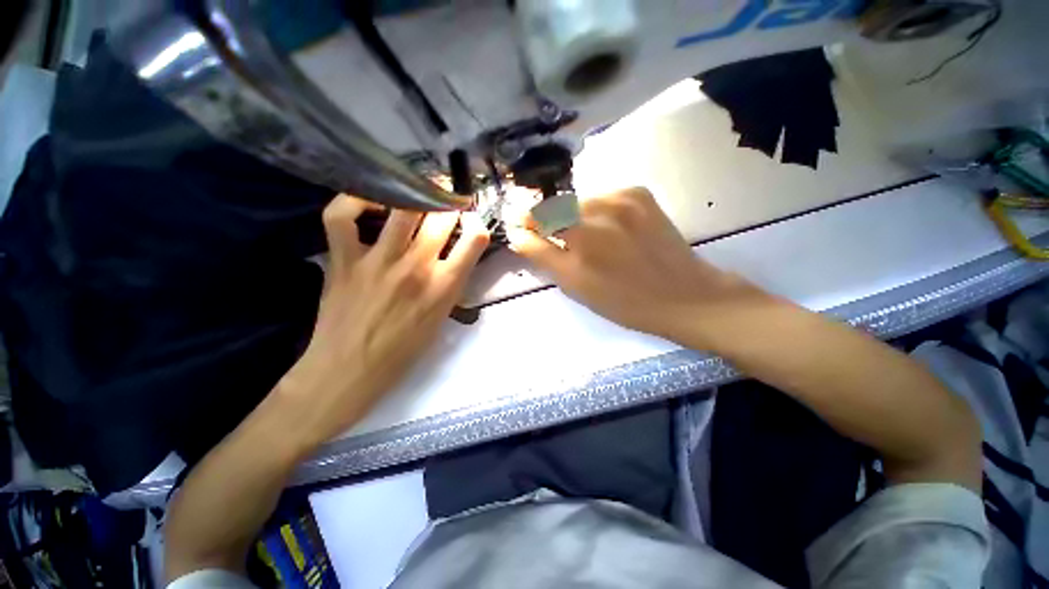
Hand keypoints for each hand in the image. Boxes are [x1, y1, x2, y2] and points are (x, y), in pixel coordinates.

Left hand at [277, 195, 489, 445]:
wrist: (349, 370)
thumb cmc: (402, 350)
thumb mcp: (441, 319)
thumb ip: (450, 285)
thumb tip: (456, 256)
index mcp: (444, 287)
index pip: (475, 240)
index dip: (477, 224)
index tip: (471, 221)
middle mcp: (417, 268)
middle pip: (441, 217)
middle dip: (449, 204)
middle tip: (447, 201)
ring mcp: (378, 260)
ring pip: (402, 208)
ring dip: (416, 194)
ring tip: (418, 191)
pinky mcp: (344, 259)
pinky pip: (342, 216)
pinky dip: (353, 200)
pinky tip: (368, 200)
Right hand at [507, 187, 760, 344]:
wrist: (683, 294)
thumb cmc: (623, 302)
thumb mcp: (576, 288)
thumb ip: (543, 257)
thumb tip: (519, 234)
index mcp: (577, 246)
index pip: (535, 222)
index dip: (524, 223)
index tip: (519, 227)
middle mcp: (595, 216)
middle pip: (554, 206)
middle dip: (546, 218)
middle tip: (548, 233)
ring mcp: (620, 199)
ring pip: (578, 200)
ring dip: (572, 215)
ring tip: (584, 234)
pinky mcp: (638, 193)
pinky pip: (603, 196)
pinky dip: (596, 210)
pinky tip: (608, 228)